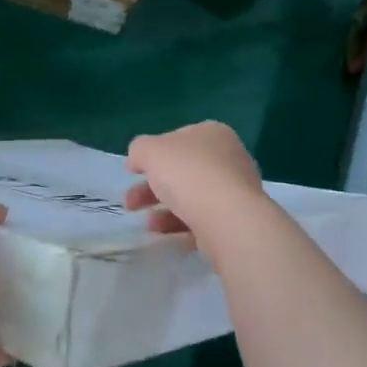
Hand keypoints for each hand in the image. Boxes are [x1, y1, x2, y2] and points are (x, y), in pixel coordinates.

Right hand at [124, 122, 266, 246]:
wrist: (228, 218)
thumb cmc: (188, 174)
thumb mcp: (150, 151)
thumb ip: (139, 150)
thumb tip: (138, 160)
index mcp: (212, 133)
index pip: (176, 139)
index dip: (151, 154)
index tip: (132, 173)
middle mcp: (228, 157)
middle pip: (182, 170)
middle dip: (151, 187)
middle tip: (130, 204)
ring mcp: (235, 189)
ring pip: (191, 196)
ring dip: (164, 208)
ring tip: (148, 224)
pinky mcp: (236, 217)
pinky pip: (203, 218)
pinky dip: (181, 224)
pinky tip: (165, 233)